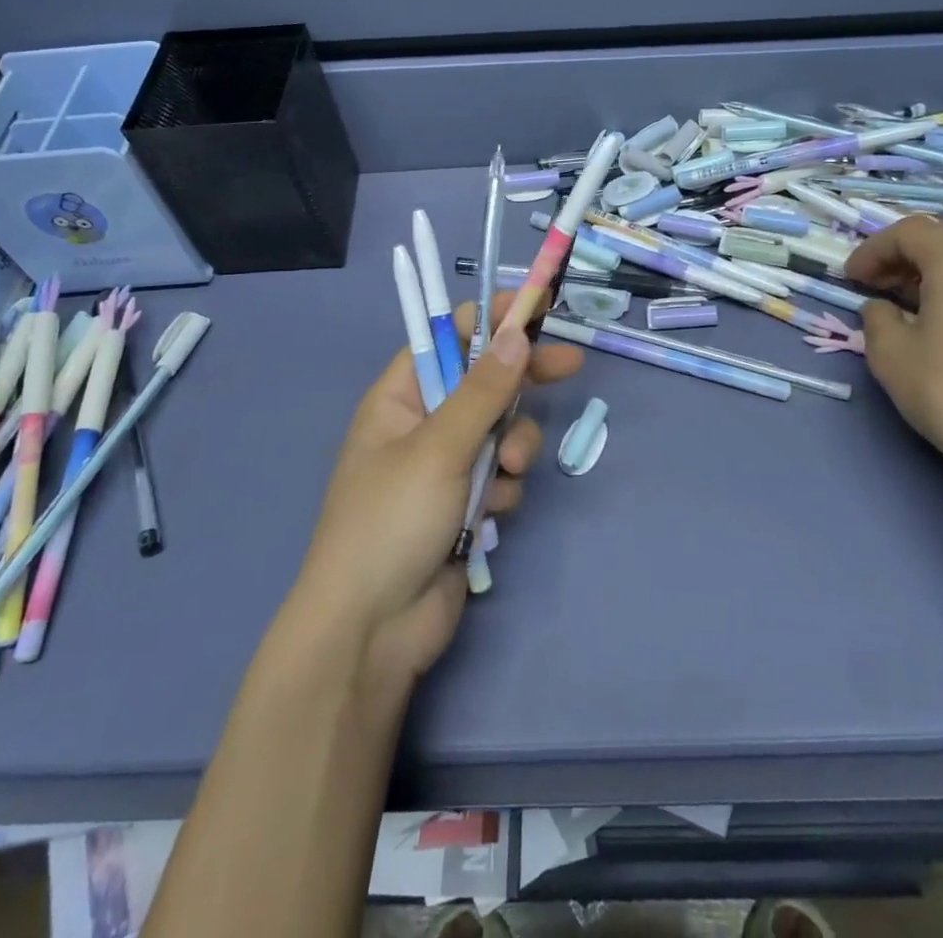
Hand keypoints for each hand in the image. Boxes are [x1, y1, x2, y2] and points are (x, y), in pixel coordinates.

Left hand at [291, 295, 583, 691]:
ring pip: (499, 432)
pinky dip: (501, 490)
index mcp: (399, 398)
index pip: (447, 339)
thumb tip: (517, 332)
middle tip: (569, 364)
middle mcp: (421, 425)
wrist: (373, 631)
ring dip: (512, 448)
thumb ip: (483, 391)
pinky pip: (499, 477)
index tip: (534, 310)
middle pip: (482, 383)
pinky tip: (488, 516)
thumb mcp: (439, 448)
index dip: (489, 321)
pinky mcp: (463, 505)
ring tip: (505, 474)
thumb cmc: (391, 522)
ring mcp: (443, 467)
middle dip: (520, 381)